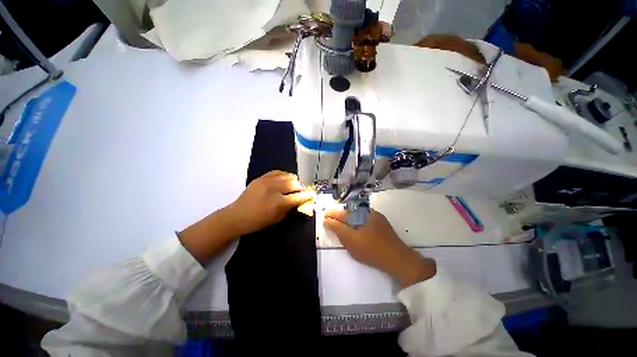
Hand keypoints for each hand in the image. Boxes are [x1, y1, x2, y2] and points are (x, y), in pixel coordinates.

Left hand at [180, 171, 312, 263]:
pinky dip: (283, 174)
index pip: (298, 197)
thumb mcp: (277, 218)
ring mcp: (267, 181)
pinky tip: (285, 177)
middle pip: (294, 184)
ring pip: (286, 176)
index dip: (307, 195)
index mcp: (279, 203)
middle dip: (301, 187)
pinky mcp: (261, 178)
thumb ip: (289, 208)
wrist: (237, 216)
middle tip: (303, 190)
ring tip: (295, 183)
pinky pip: (276, 172)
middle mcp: (275, 189)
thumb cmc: (258, 221)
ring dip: (293, 180)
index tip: (312, 195)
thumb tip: (297, 201)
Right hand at [324, 209, 435, 287]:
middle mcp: (368, 211)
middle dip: (339, 215)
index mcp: (360, 213)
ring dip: (348, 218)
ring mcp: (376, 216)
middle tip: (332, 221)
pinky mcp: (381, 222)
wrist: (397, 258)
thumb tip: (327, 220)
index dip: (332, 214)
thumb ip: (338, 229)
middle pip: (349, 211)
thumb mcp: (351, 240)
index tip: (324, 216)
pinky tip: (356, 228)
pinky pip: (364, 218)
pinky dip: (357, 221)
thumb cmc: (371, 250)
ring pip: (357, 214)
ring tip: (342, 224)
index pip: (342, 212)